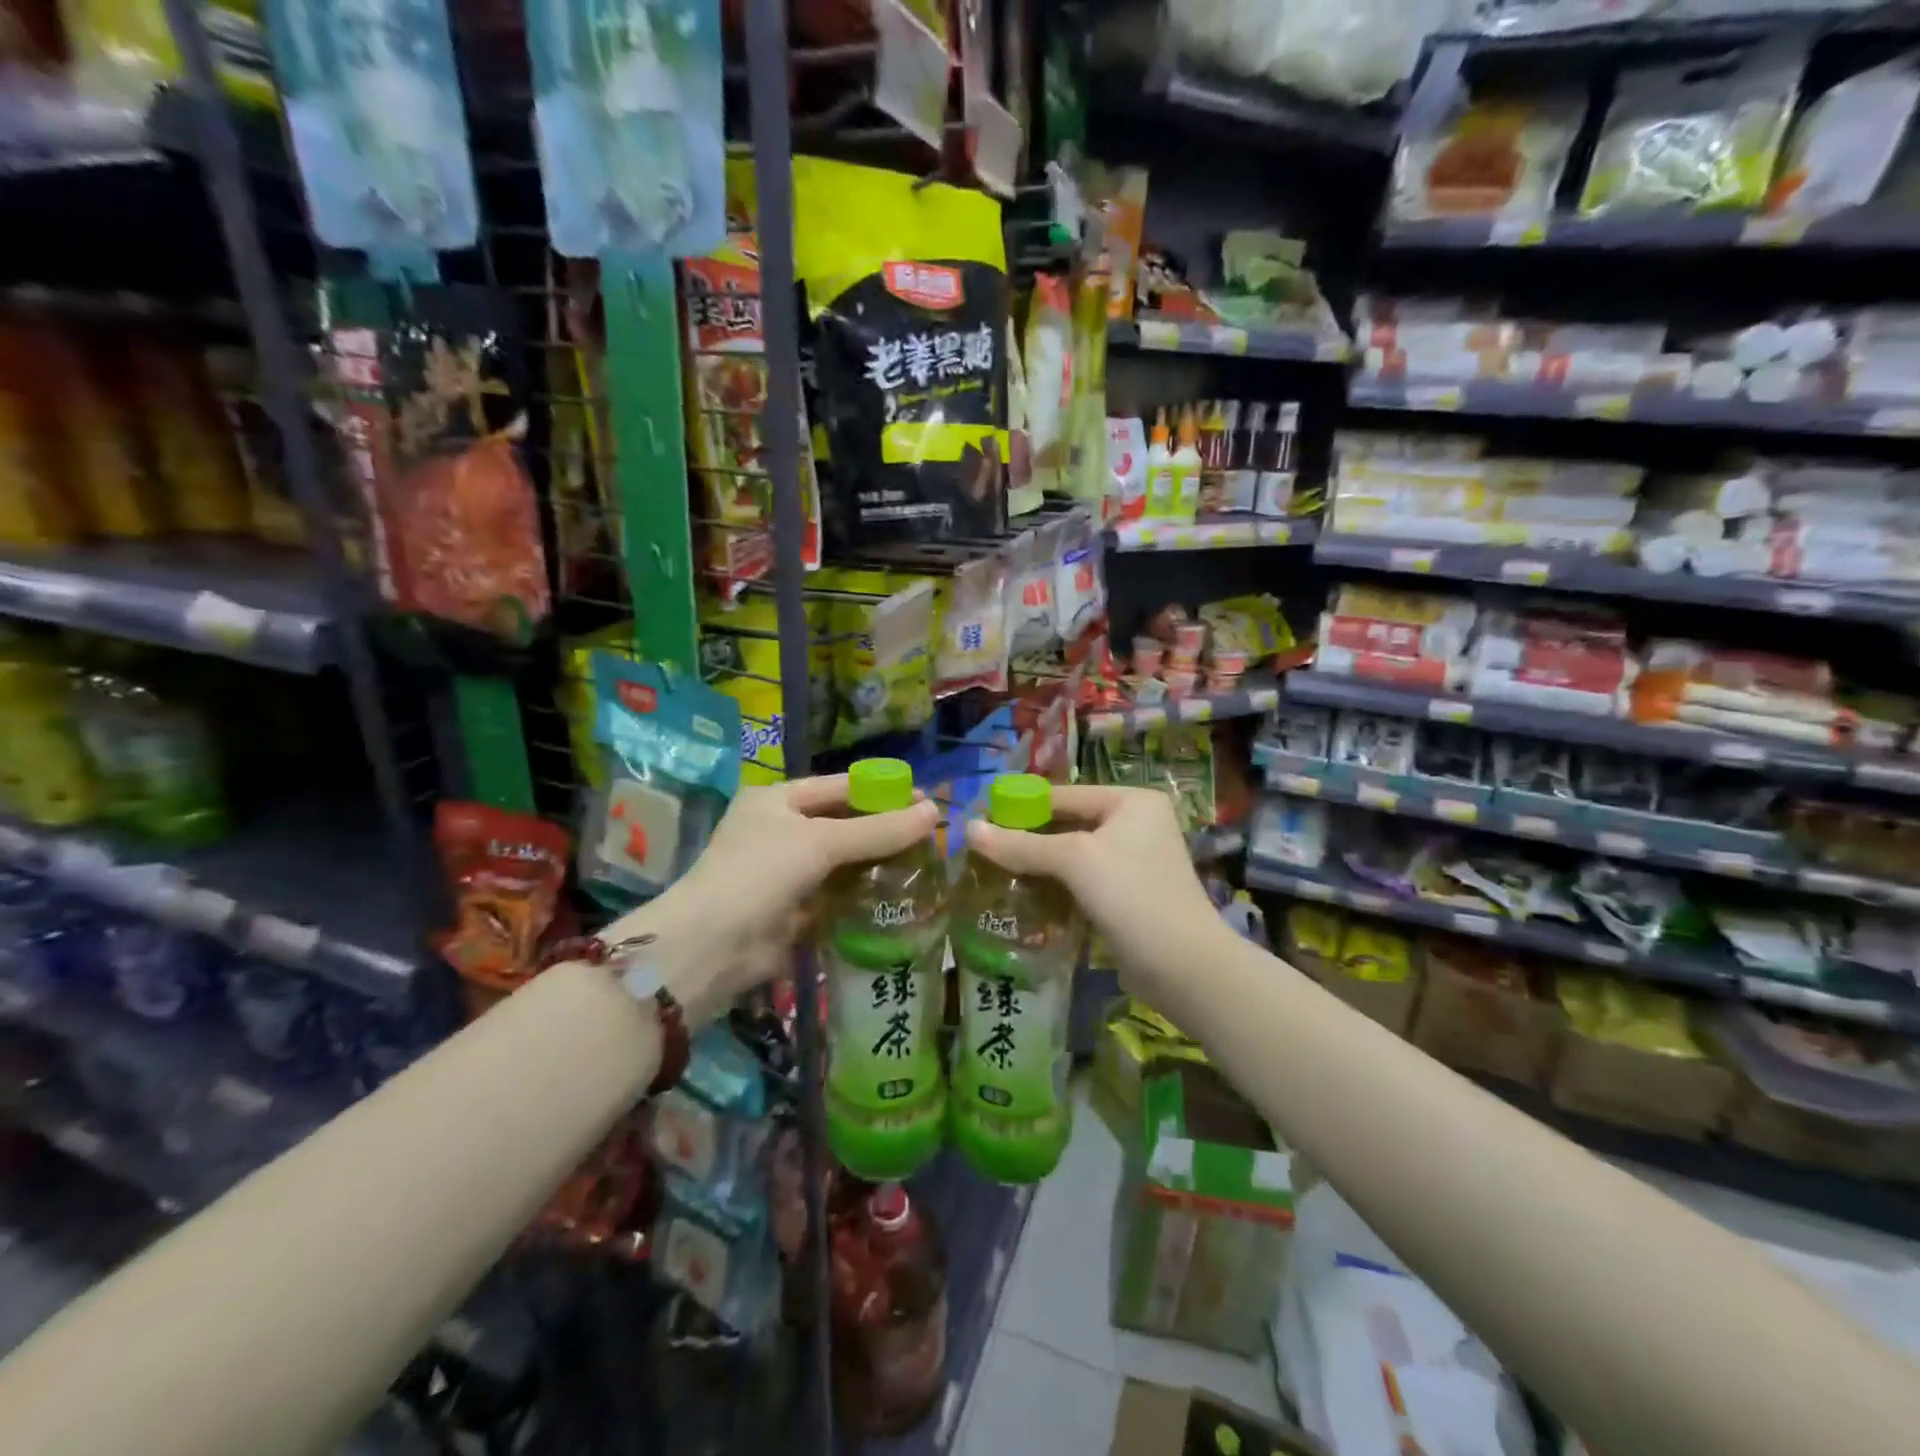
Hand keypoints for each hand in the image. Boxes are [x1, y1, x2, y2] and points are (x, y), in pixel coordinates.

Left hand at [617, 775, 938, 1022]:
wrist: (710, 948)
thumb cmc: (759, 874)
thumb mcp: (820, 842)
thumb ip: (878, 830)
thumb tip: (934, 812)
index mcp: (777, 800)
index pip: (840, 786)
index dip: (882, 790)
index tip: (925, 799)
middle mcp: (780, 830)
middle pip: (843, 823)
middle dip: (883, 829)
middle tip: (931, 835)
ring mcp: (785, 872)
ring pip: (842, 861)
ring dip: (877, 864)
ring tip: (925, 865)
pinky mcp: (793, 910)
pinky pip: (836, 895)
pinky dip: (862, 895)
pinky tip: (898, 896)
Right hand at [963, 786, 1225, 1009]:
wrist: (1185, 967)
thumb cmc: (1131, 896)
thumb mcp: (1073, 861)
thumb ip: (1021, 844)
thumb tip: (968, 829)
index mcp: (1130, 800)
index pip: (1062, 795)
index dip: (1019, 806)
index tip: (979, 820)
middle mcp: (1135, 823)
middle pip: (1066, 824)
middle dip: (1026, 838)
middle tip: (981, 850)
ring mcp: (1133, 860)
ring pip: (1072, 855)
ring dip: (1037, 865)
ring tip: (993, 872)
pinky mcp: (1128, 894)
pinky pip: (1082, 881)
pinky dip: (1055, 886)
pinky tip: (1023, 896)